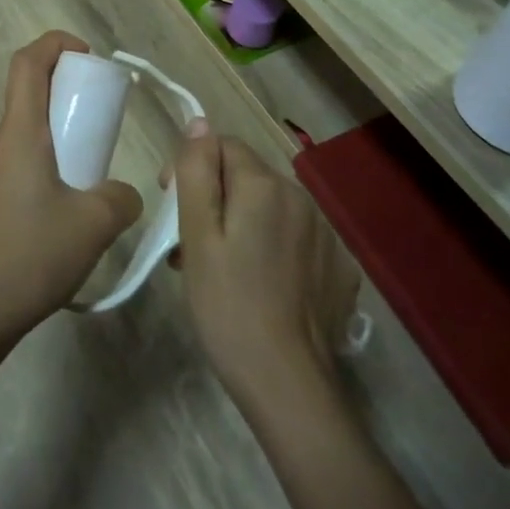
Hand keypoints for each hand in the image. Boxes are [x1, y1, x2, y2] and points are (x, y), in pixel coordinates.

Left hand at [0, 32, 142, 357]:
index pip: (27, 63)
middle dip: (62, 110)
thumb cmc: (31, 256)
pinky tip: (46, 228)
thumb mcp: (95, 225)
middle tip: (93, 142)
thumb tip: (123, 194)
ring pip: (16, 146)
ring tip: (75, 196)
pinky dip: (30, 181)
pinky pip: (3, 176)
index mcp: (16, 135)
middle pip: (25, 105)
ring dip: (47, 153)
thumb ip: (121, 199)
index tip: (85, 56)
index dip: (55, 44)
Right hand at [171, 131, 358, 411]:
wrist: (288, 384)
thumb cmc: (228, 306)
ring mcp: (325, 233)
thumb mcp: (198, 236)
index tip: (171, 208)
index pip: (222, 146)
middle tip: (188, 247)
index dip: (191, 169)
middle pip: (246, 177)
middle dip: (214, 199)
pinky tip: (258, 285)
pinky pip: (294, 237)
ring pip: (270, 208)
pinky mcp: (338, 266)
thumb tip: (199, 124)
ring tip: (217, 270)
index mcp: (264, 185)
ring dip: (241, 224)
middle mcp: (301, 197)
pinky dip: (271, 247)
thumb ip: (197, 172)